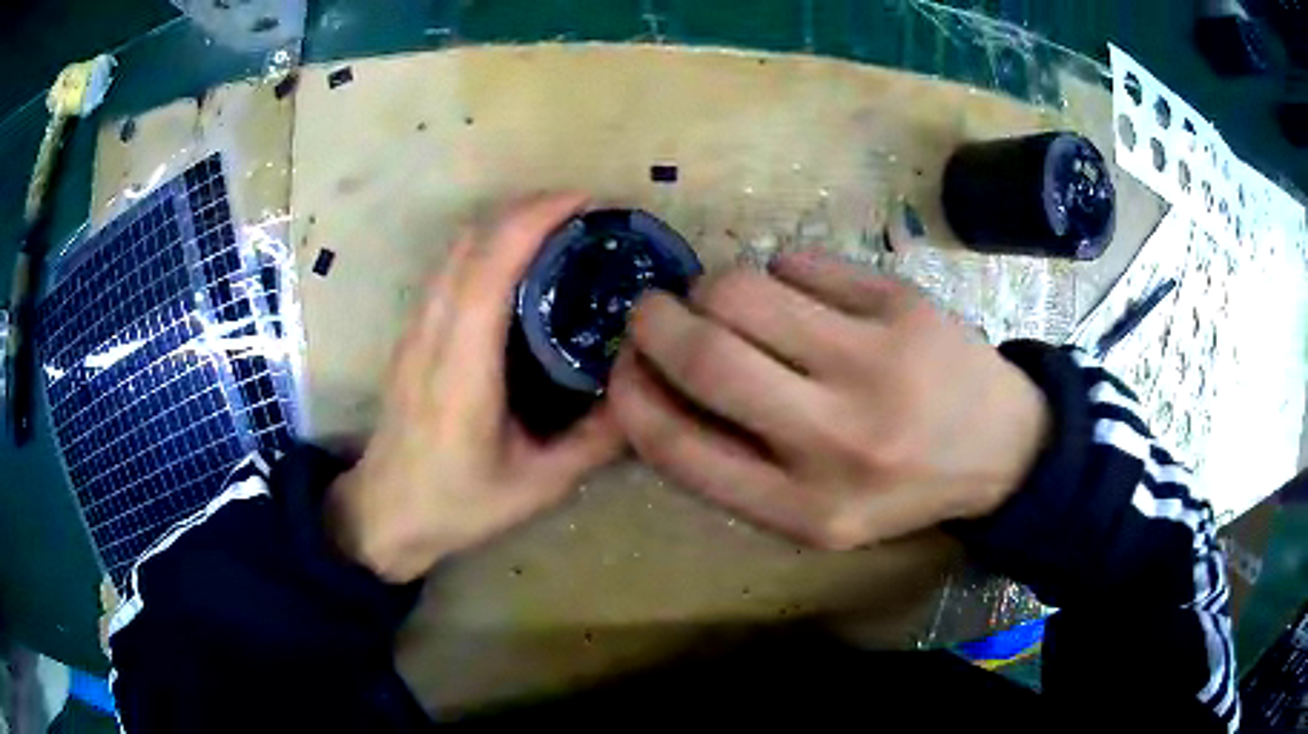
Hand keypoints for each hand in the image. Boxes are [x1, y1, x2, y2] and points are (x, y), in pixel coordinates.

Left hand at [328, 195, 623, 582]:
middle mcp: (432, 331)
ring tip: (560, 230)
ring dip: (507, 222)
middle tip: (587, 214)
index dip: (536, 218)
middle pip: (473, 239)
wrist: (385, 513)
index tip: (587, 201)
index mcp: (463, 365)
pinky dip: (488, 245)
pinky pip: (450, 268)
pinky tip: (520, 265)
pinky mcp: (412, 333)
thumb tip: (644, 392)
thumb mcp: (539, 485)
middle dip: (529, 208)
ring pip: (458, 248)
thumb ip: (595, 440)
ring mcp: (416, 328)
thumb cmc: (457, 503)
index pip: (493, 264)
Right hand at [609, 249, 1048, 549]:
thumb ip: (733, 467)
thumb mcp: (813, 513)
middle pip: (705, 355)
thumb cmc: (900, 486)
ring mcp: (875, 362)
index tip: (620, 371)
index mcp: (804, 509)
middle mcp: (837, 438)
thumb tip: (653, 390)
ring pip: (743, 290)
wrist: (1004, 447)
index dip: (629, 400)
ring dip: (712, 290)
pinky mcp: (901, 304)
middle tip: (651, 312)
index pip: (679, 448)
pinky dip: (779, 272)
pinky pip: (800, 262)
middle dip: (652, 322)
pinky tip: (802, 295)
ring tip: (735, 305)